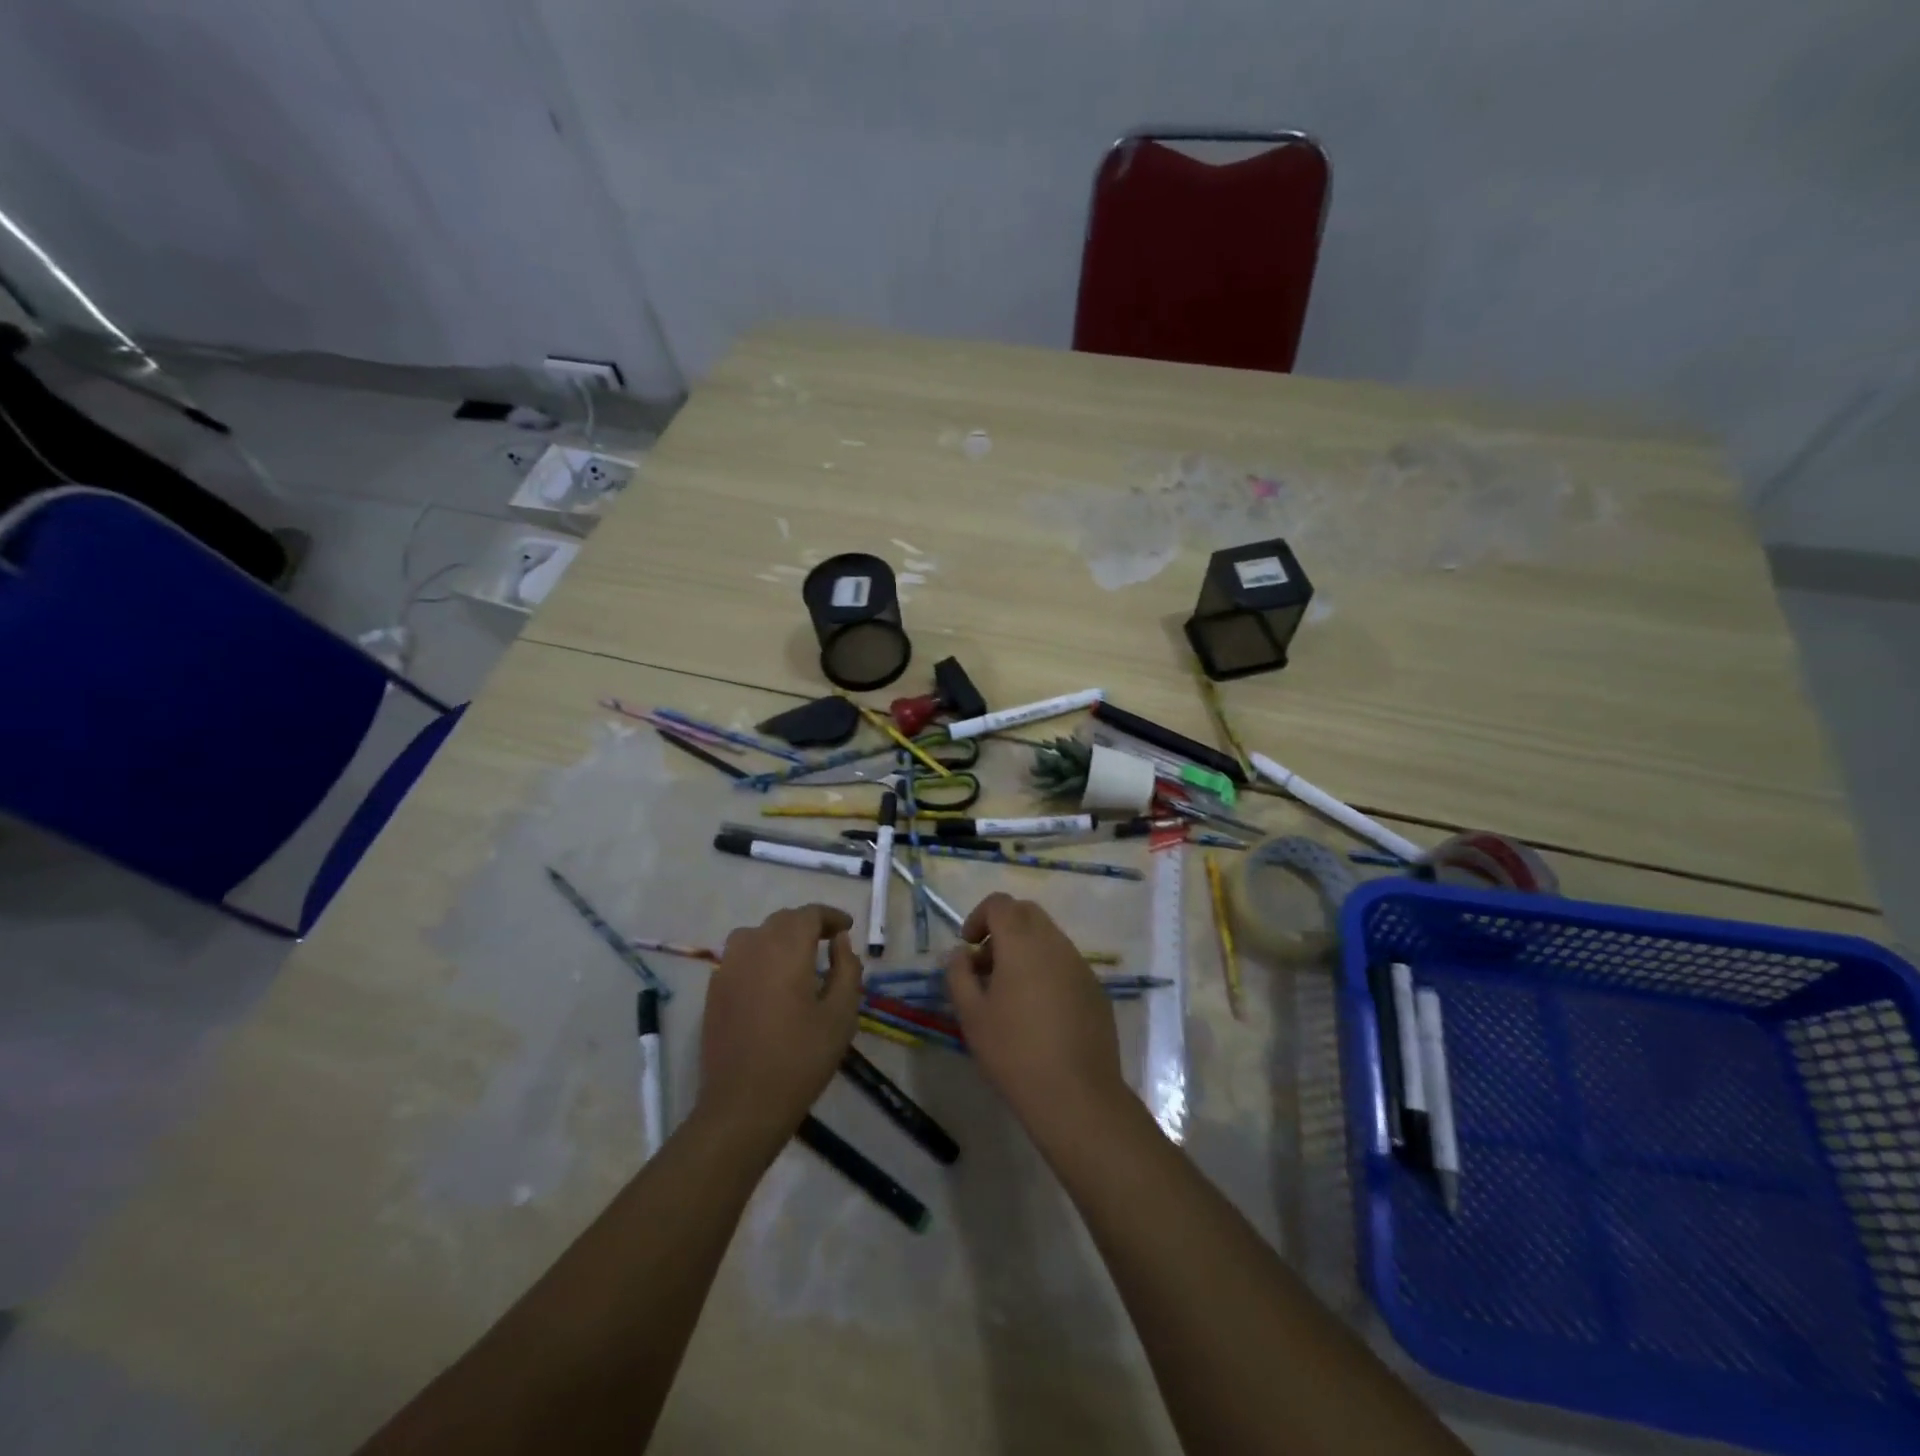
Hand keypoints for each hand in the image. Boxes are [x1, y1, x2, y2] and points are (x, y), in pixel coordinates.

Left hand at [698, 904, 861, 1152]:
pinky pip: (740, 956)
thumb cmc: (801, 1058)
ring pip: (757, 934)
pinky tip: (772, 980)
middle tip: (830, 941)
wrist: (743, 1105)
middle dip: (808, 925)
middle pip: (782, 920)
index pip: (809, 914)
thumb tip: (839, 941)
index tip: (847, 928)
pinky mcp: (714, 990)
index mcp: (786, 949)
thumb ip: (846, 969)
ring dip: (781, 937)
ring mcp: (728, 967)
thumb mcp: (841, 1014)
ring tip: (800, 957)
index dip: (830, 916)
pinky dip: (760, 955)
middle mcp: (753, 947)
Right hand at [943, 893, 1128, 1142]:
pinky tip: (1039, 1011)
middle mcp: (1055, 943)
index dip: (979, 917)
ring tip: (1010, 992)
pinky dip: (1047, 969)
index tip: (968, 947)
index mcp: (1022, 943)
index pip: (1000, 903)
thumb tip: (960, 954)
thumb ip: (959, 975)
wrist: (1076, 1094)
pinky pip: (1066, 963)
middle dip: (1002, 928)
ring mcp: (1080, 965)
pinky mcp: (1095, 988)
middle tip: (986, 966)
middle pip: (1027, 913)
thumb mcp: (971, 1015)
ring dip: (1025, 949)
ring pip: (1049, 937)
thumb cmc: (1014, 1052)